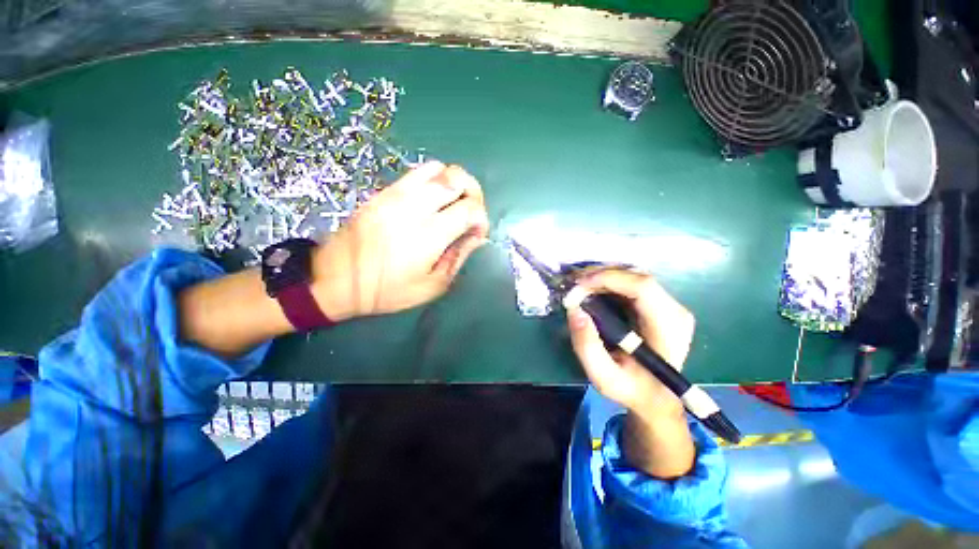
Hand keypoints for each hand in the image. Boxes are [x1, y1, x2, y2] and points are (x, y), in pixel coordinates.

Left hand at [311, 162, 489, 320]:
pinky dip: (434, 181)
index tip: (477, 234)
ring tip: (453, 203)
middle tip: (471, 212)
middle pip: (458, 178)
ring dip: (454, 182)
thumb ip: (458, 258)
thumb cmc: (387, 290)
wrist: (336, 278)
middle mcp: (416, 207)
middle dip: (474, 193)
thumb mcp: (432, 286)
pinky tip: (432, 201)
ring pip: (438, 168)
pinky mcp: (384, 191)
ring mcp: (397, 194)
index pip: (471, 209)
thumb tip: (477, 237)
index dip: (482, 219)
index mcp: (430, 234)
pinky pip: (417, 172)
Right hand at [566, 268, 696, 477]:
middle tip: (572, 284)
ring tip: (578, 286)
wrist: (657, 397)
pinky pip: (630, 283)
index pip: (642, 287)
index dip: (608, 278)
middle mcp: (675, 310)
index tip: (578, 286)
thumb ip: (587, 346)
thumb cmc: (632, 389)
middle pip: (635, 276)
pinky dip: (607, 281)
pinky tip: (591, 289)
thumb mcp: (604, 377)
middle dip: (600, 275)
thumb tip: (574, 310)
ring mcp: (669, 305)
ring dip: (602, 276)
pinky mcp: (659, 304)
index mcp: (668, 328)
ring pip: (632, 275)